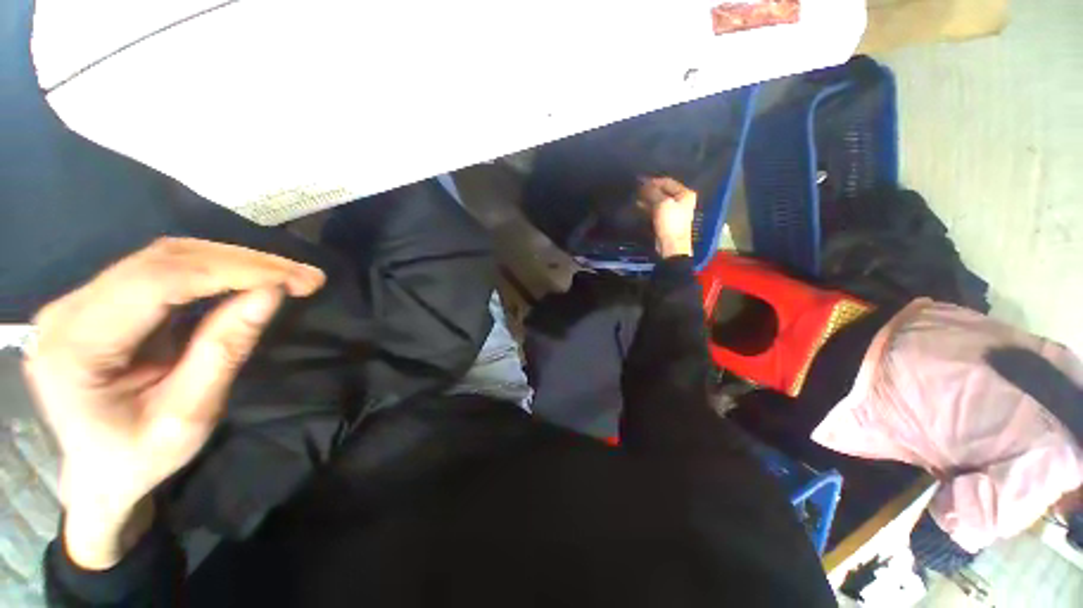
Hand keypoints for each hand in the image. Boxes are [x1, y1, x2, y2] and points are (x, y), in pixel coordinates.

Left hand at [23, 238, 324, 568]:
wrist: (93, 474)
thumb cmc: (137, 459)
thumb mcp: (187, 417)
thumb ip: (224, 351)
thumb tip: (271, 294)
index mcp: (77, 345)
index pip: (159, 280)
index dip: (233, 272)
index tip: (297, 280)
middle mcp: (70, 308)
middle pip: (164, 259)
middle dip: (243, 263)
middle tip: (304, 276)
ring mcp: (82, 299)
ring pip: (167, 257)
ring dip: (234, 263)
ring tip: (286, 276)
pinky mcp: (101, 300)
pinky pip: (164, 270)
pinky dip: (216, 270)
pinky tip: (249, 280)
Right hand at [637, 177, 695, 258]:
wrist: (671, 245)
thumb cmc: (670, 223)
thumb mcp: (662, 204)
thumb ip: (652, 192)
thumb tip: (643, 183)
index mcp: (685, 194)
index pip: (667, 181)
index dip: (653, 181)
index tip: (639, 181)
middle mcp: (681, 200)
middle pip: (663, 191)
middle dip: (649, 190)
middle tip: (636, 189)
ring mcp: (674, 210)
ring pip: (658, 200)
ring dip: (647, 198)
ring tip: (635, 197)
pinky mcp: (666, 220)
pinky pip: (655, 209)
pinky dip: (647, 206)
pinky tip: (639, 206)